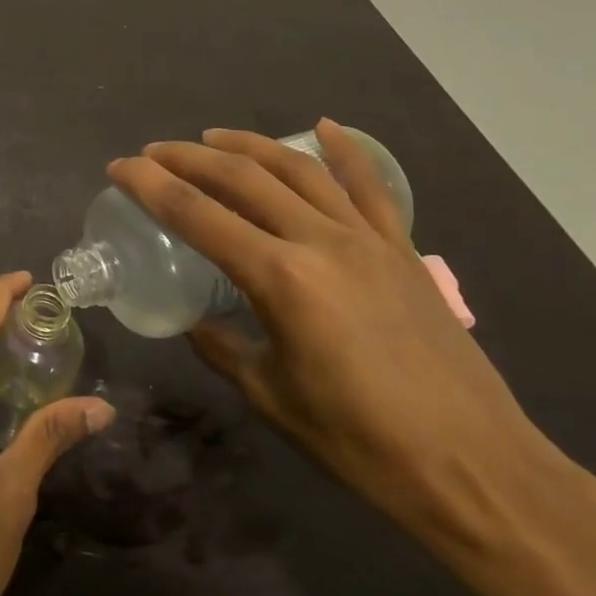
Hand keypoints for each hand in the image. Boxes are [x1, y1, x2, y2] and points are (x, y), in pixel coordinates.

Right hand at [108, 121, 557, 551]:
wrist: (476, 469)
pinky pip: (369, 187)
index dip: (150, 185)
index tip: (119, 167)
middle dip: (188, 157)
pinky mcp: (403, 250)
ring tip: (211, 137)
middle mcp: (320, 242)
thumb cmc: (361, 442)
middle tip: (153, 152)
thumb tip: (194, 321)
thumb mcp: (270, 396)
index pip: (197, 215)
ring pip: (298, 169)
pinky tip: (323, 126)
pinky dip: (345, 151)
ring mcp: (367, 240)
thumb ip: (222, 348)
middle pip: (242, 178)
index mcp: (280, 279)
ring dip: (248, 145)